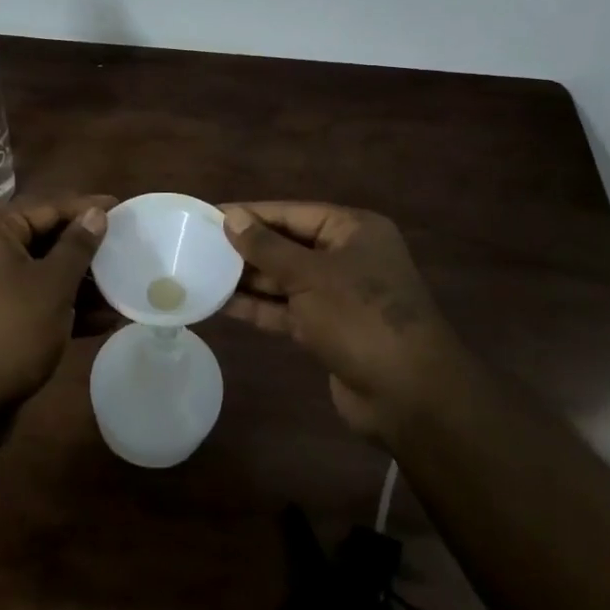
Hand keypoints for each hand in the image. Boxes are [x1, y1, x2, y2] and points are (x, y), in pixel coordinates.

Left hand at [0, 193, 115, 409]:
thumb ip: (78, 246)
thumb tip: (96, 213)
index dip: (86, 208)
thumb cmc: (11, 330)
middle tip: (125, 249)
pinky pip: (32, 299)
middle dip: (86, 250)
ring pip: (41, 272)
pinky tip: (102, 320)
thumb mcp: (53, 285)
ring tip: (122, 289)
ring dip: (80, 283)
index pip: (47, 207)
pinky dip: (62, 306)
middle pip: (44, 238)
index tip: (122, 209)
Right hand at [220, 203, 456, 442]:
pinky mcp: (328, 330)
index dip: (252, 214)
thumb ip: (267, 247)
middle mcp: (347, 257)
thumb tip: (231, 217)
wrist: (410, 396)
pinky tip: (223, 304)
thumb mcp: (310, 275)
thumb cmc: (361, 318)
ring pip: (285, 279)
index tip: (210, 216)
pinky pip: (287, 310)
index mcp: (353, 231)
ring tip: (202, 272)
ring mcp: (338, 296)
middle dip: (247, 248)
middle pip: (288, 245)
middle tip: (199, 246)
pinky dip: (259, 307)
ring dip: (248, 279)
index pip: (293, 213)